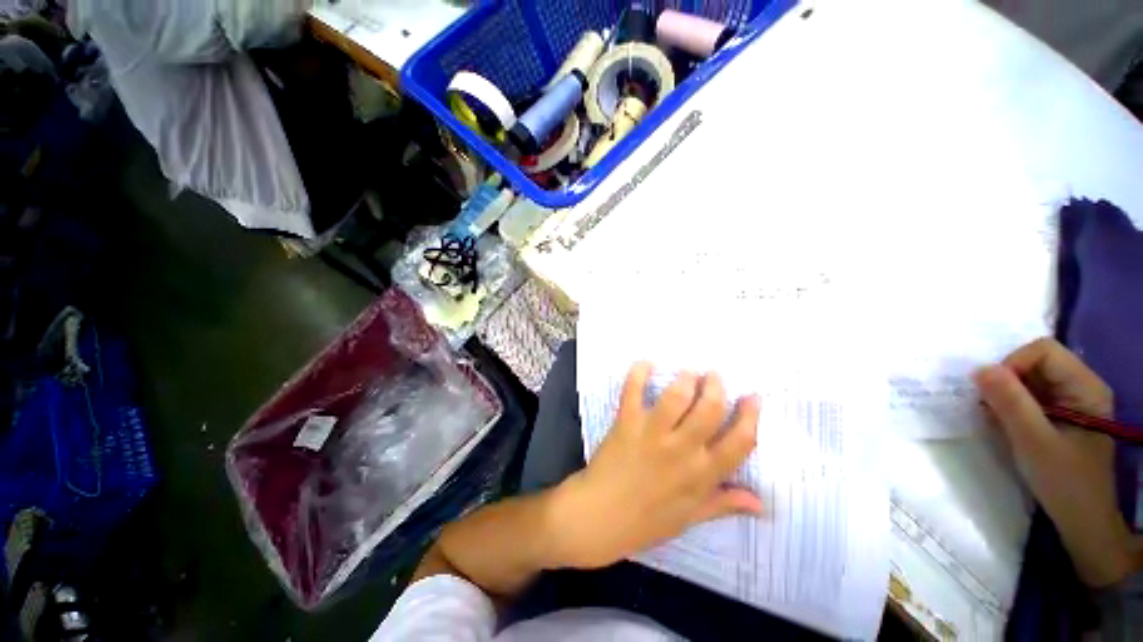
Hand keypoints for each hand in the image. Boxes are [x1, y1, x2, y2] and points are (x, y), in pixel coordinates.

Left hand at [548, 365, 760, 569]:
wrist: (600, 516)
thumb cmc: (646, 520)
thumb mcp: (690, 518)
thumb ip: (724, 503)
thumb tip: (761, 502)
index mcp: (702, 475)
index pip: (739, 441)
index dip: (750, 416)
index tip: (752, 397)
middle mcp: (681, 450)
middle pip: (709, 409)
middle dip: (716, 386)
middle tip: (713, 376)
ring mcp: (652, 433)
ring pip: (676, 396)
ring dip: (685, 378)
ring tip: (688, 372)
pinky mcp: (626, 422)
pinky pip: (633, 391)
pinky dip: (638, 373)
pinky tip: (645, 363)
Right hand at [975, 338, 1137, 587]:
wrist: (1083, 520)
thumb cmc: (1064, 481)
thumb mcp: (1033, 442)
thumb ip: (1009, 402)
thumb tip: (979, 369)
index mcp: (1085, 387)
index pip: (1043, 351)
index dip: (1013, 364)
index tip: (994, 393)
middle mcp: (1081, 386)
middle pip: (1035, 362)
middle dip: (1006, 381)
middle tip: (991, 409)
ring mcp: (1073, 401)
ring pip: (1030, 380)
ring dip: (1006, 395)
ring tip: (998, 421)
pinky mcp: (1062, 415)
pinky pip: (1031, 397)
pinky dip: (1012, 407)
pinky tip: (1007, 426)